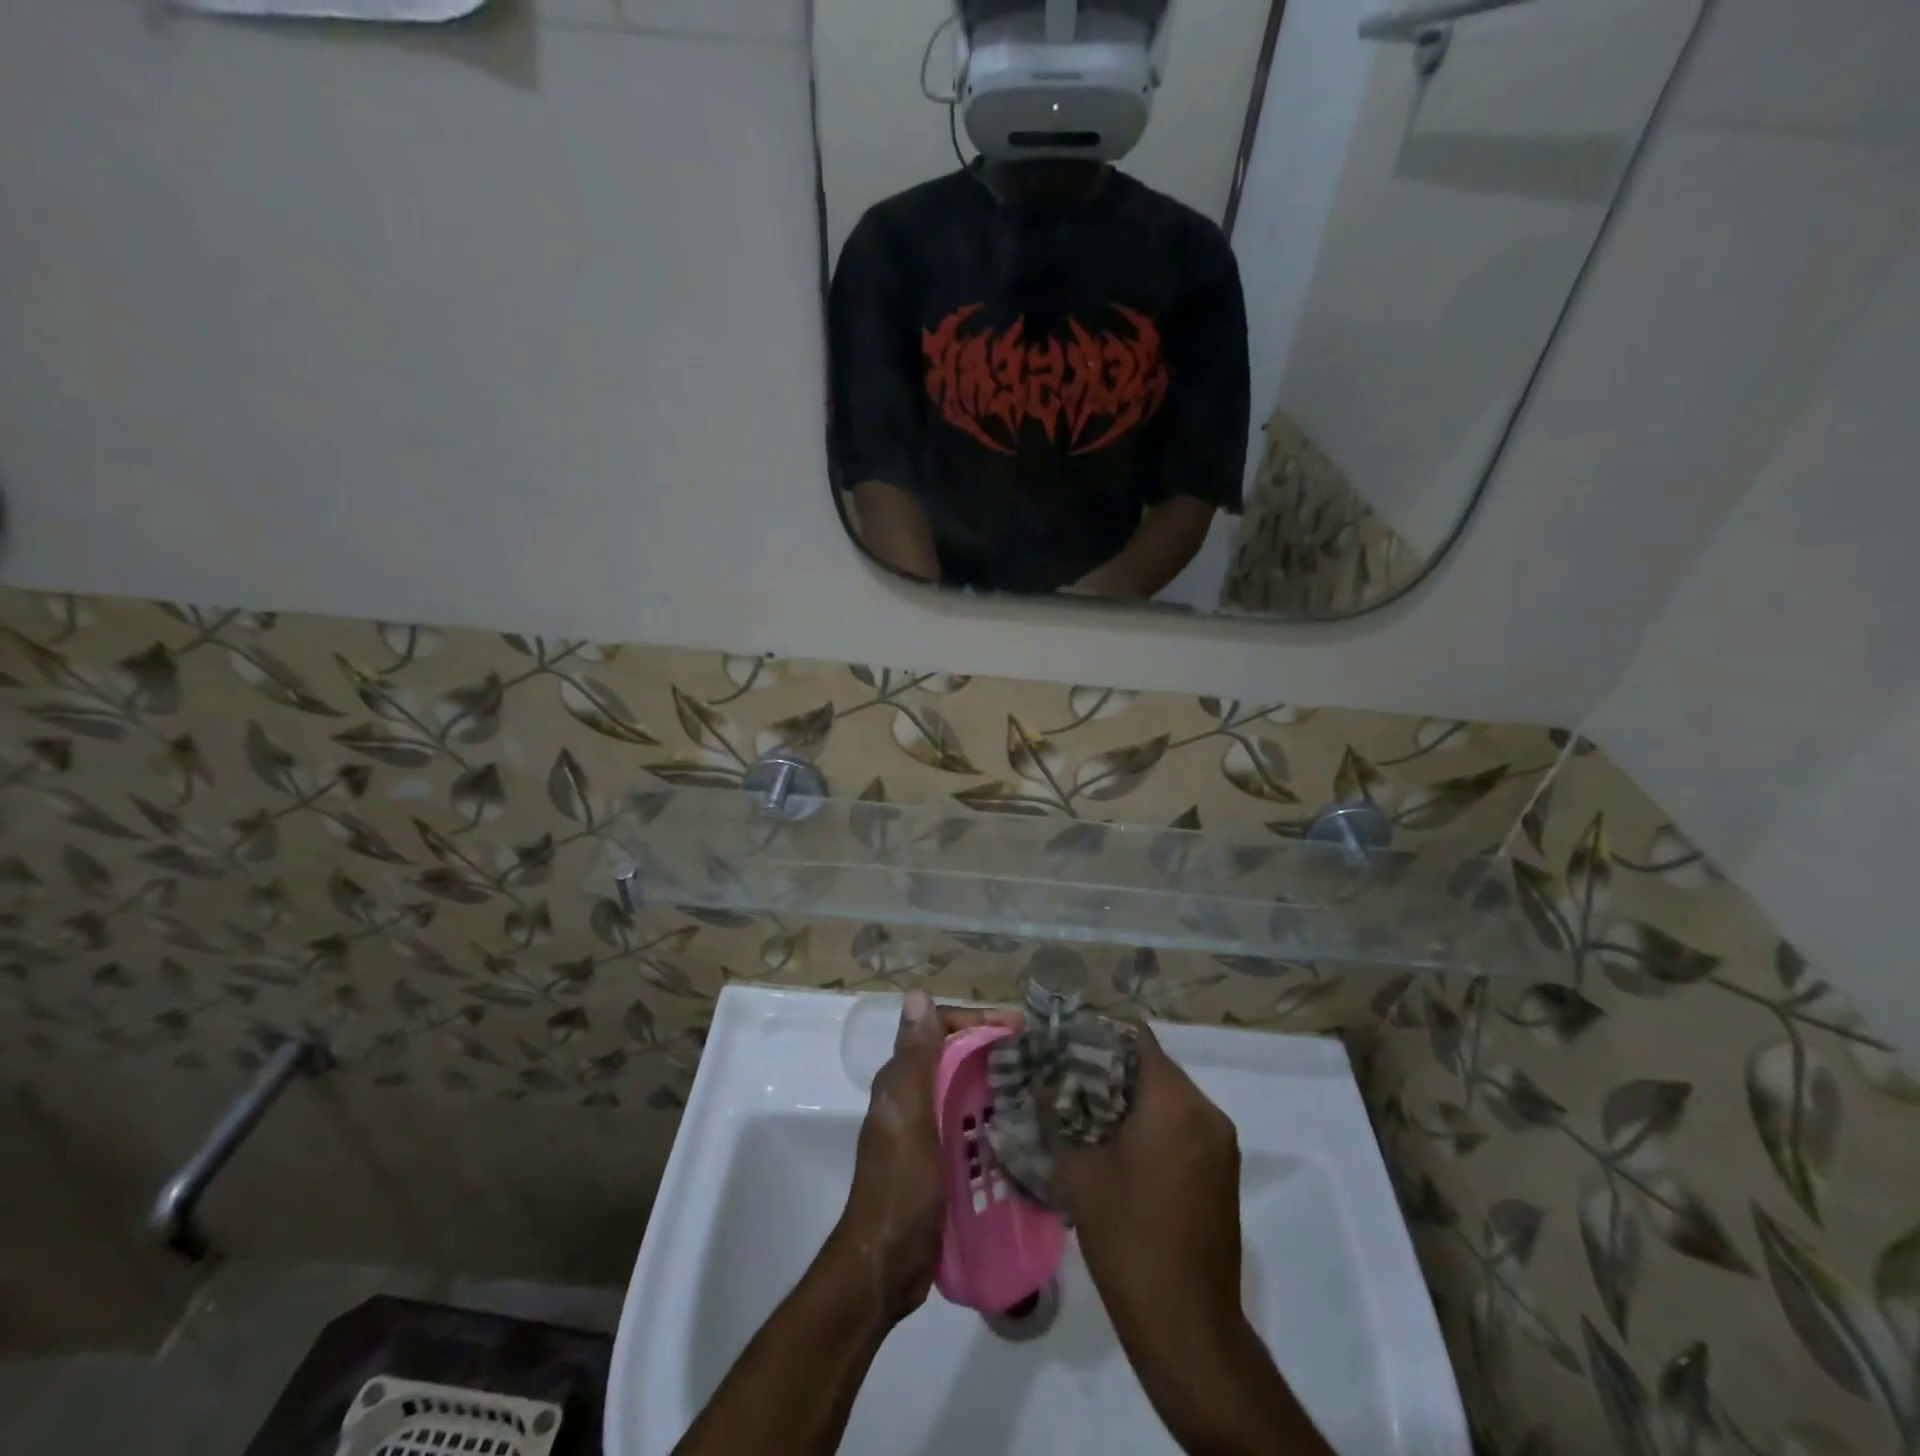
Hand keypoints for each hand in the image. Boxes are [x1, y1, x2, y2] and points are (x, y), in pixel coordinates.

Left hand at [827, 991, 1021, 1324]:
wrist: (886, 1265)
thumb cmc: (899, 1186)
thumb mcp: (909, 1115)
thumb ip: (915, 1057)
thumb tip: (915, 993)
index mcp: (902, 1080)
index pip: (940, 1028)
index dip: (977, 1021)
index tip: (1018, 1028)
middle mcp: (913, 1097)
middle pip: (957, 1057)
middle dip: (994, 1050)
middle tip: (1038, 1057)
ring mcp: (928, 1130)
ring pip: (967, 1090)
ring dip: (999, 1084)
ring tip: (1041, 1088)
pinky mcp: (943, 1160)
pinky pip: (974, 1126)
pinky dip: (997, 1119)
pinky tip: (1027, 1129)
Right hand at [1055, 1023, 1246, 1373]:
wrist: (1186, 1325)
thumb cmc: (1128, 1237)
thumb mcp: (1080, 1171)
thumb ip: (1059, 1116)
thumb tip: (1042, 1081)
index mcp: (1175, 1101)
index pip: (1138, 1039)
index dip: (1100, 1037)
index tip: (1066, 1047)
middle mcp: (1207, 1112)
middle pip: (1155, 1068)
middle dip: (1112, 1070)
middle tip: (1068, 1081)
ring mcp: (1221, 1145)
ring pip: (1170, 1099)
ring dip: (1132, 1100)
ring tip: (1086, 1113)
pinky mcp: (1223, 1173)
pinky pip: (1184, 1128)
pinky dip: (1154, 1126)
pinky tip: (1119, 1148)